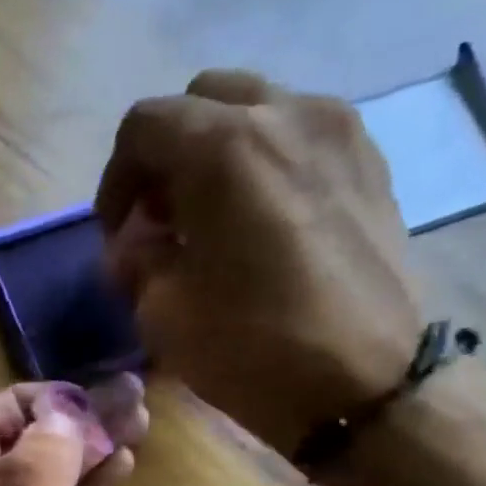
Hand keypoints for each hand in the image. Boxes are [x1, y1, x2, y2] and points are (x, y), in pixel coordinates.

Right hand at [96, 70, 422, 456]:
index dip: (116, 178)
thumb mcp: (164, 313)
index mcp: (224, 147)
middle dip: (168, 154)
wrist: (365, 385)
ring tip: (212, 218)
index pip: (144, 126)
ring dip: (218, 152)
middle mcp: (285, 114)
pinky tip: (262, 221)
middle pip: (202, 100)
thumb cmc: (253, 348)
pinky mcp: (369, 162)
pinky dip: (267, 162)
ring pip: (257, 110)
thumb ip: (137, 262)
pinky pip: (301, 136)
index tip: (118, 232)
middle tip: (162, 217)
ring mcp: (338, 131)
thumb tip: (133, 245)